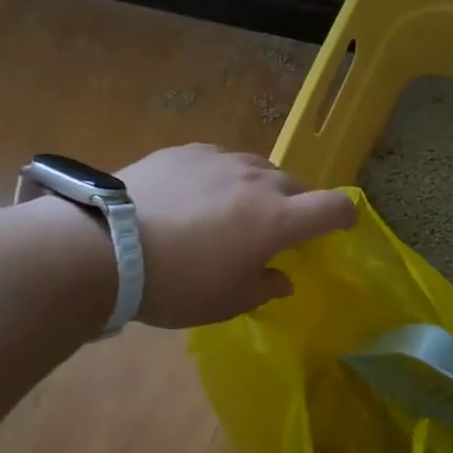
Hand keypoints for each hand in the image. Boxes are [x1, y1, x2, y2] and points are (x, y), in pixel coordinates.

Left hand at [119, 144, 357, 328]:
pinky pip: (220, 160)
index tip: (340, 226)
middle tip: (274, 230)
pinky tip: (198, 195)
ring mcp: (221, 160)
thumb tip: (282, 278)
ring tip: (233, 211)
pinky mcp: (187, 151)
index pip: (333, 207)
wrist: (108, 246)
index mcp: (278, 220)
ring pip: (257, 168)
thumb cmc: (178, 284)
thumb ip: (264, 287)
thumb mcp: (227, 302)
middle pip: (295, 185)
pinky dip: (222, 177)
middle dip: (295, 206)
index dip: (344, 216)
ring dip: (258, 189)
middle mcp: (258, 181)